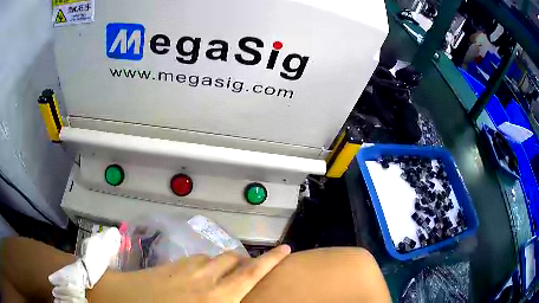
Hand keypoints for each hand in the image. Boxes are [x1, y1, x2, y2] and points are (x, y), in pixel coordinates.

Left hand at [90, 245, 290, 302]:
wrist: (121, 299)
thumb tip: (234, 298)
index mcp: (217, 296)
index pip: (251, 273)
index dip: (272, 260)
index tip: (286, 249)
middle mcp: (205, 277)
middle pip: (233, 260)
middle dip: (245, 262)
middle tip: (247, 270)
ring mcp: (186, 268)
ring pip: (214, 258)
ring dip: (222, 264)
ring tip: (222, 275)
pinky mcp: (171, 264)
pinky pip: (195, 259)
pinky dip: (204, 264)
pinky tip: (197, 275)